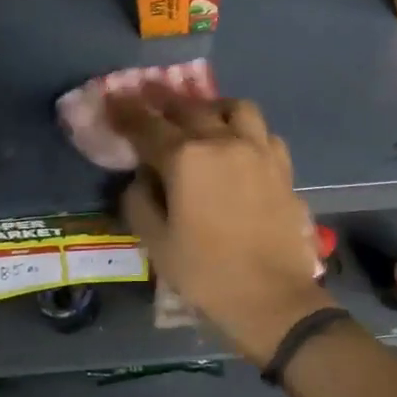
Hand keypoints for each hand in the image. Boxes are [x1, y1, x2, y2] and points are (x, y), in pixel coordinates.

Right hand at [109, 91, 330, 365]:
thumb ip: (140, 202)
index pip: (147, 125)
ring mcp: (258, 151)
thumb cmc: (207, 274)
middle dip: (164, 102)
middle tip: (149, 99)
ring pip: (235, 108)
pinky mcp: (283, 168)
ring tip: (202, 118)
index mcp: (186, 158)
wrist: (272, 298)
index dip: (126, 112)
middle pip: (190, 108)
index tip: (114, 101)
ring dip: (213, 108)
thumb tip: (140, 179)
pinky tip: (240, 147)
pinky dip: (247, 132)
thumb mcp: (157, 244)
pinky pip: (263, 134)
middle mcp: (223, 142)